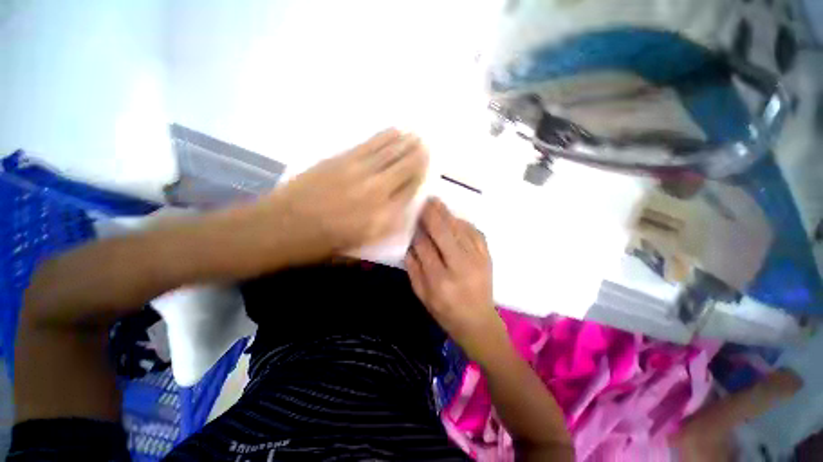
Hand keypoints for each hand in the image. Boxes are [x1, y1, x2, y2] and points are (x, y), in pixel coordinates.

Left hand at [268, 129, 427, 262]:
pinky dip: (385, 136)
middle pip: (405, 169)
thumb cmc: (322, 243)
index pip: (410, 192)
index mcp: (383, 218)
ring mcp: (359, 172)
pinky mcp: (342, 159)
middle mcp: (377, 193)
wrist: (282, 227)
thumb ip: (384, 226)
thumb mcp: (360, 244)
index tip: (427, 168)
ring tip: (416, 135)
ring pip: (390, 153)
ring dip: (405, 143)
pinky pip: (370, 145)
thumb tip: (400, 208)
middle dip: (418, 157)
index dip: (420, 178)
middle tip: (427, 146)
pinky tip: (394, 131)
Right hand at [406, 198, 504, 358]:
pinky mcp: (487, 257)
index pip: (425, 247)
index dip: (417, 231)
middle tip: (424, 200)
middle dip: (432, 214)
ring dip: (446, 214)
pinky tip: (454, 217)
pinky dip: (463, 223)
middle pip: (444, 233)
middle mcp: (460, 266)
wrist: (479, 321)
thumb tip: (409, 244)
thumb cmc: (446, 312)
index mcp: (440, 280)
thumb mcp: (423, 296)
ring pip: (459, 230)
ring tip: (436, 202)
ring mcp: (477, 260)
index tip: (411, 218)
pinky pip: (475, 233)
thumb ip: (413, 269)